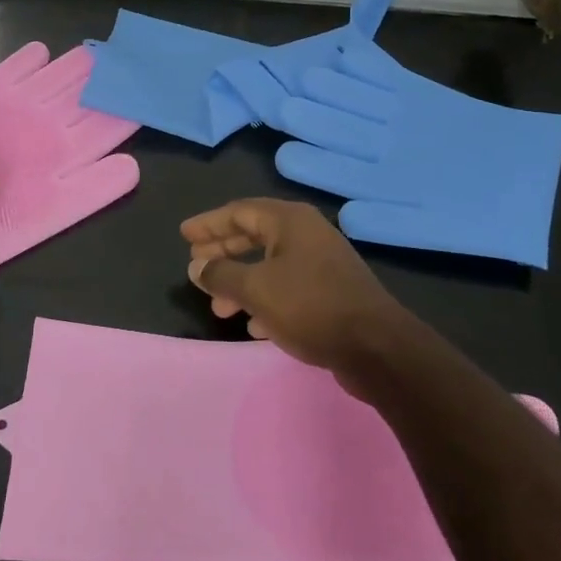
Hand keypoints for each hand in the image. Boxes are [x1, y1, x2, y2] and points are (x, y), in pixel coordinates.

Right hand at [182, 198, 412, 376]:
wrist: (376, 348)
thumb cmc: (310, 306)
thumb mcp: (256, 289)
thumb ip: (221, 275)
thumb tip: (197, 267)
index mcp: (290, 221)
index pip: (239, 212)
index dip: (209, 223)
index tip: (184, 235)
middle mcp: (307, 234)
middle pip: (254, 235)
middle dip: (223, 252)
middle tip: (196, 265)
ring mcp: (322, 264)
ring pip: (270, 265)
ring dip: (241, 282)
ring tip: (218, 307)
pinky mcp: (331, 293)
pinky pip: (287, 287)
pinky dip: (265, 300)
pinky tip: (252, 325)